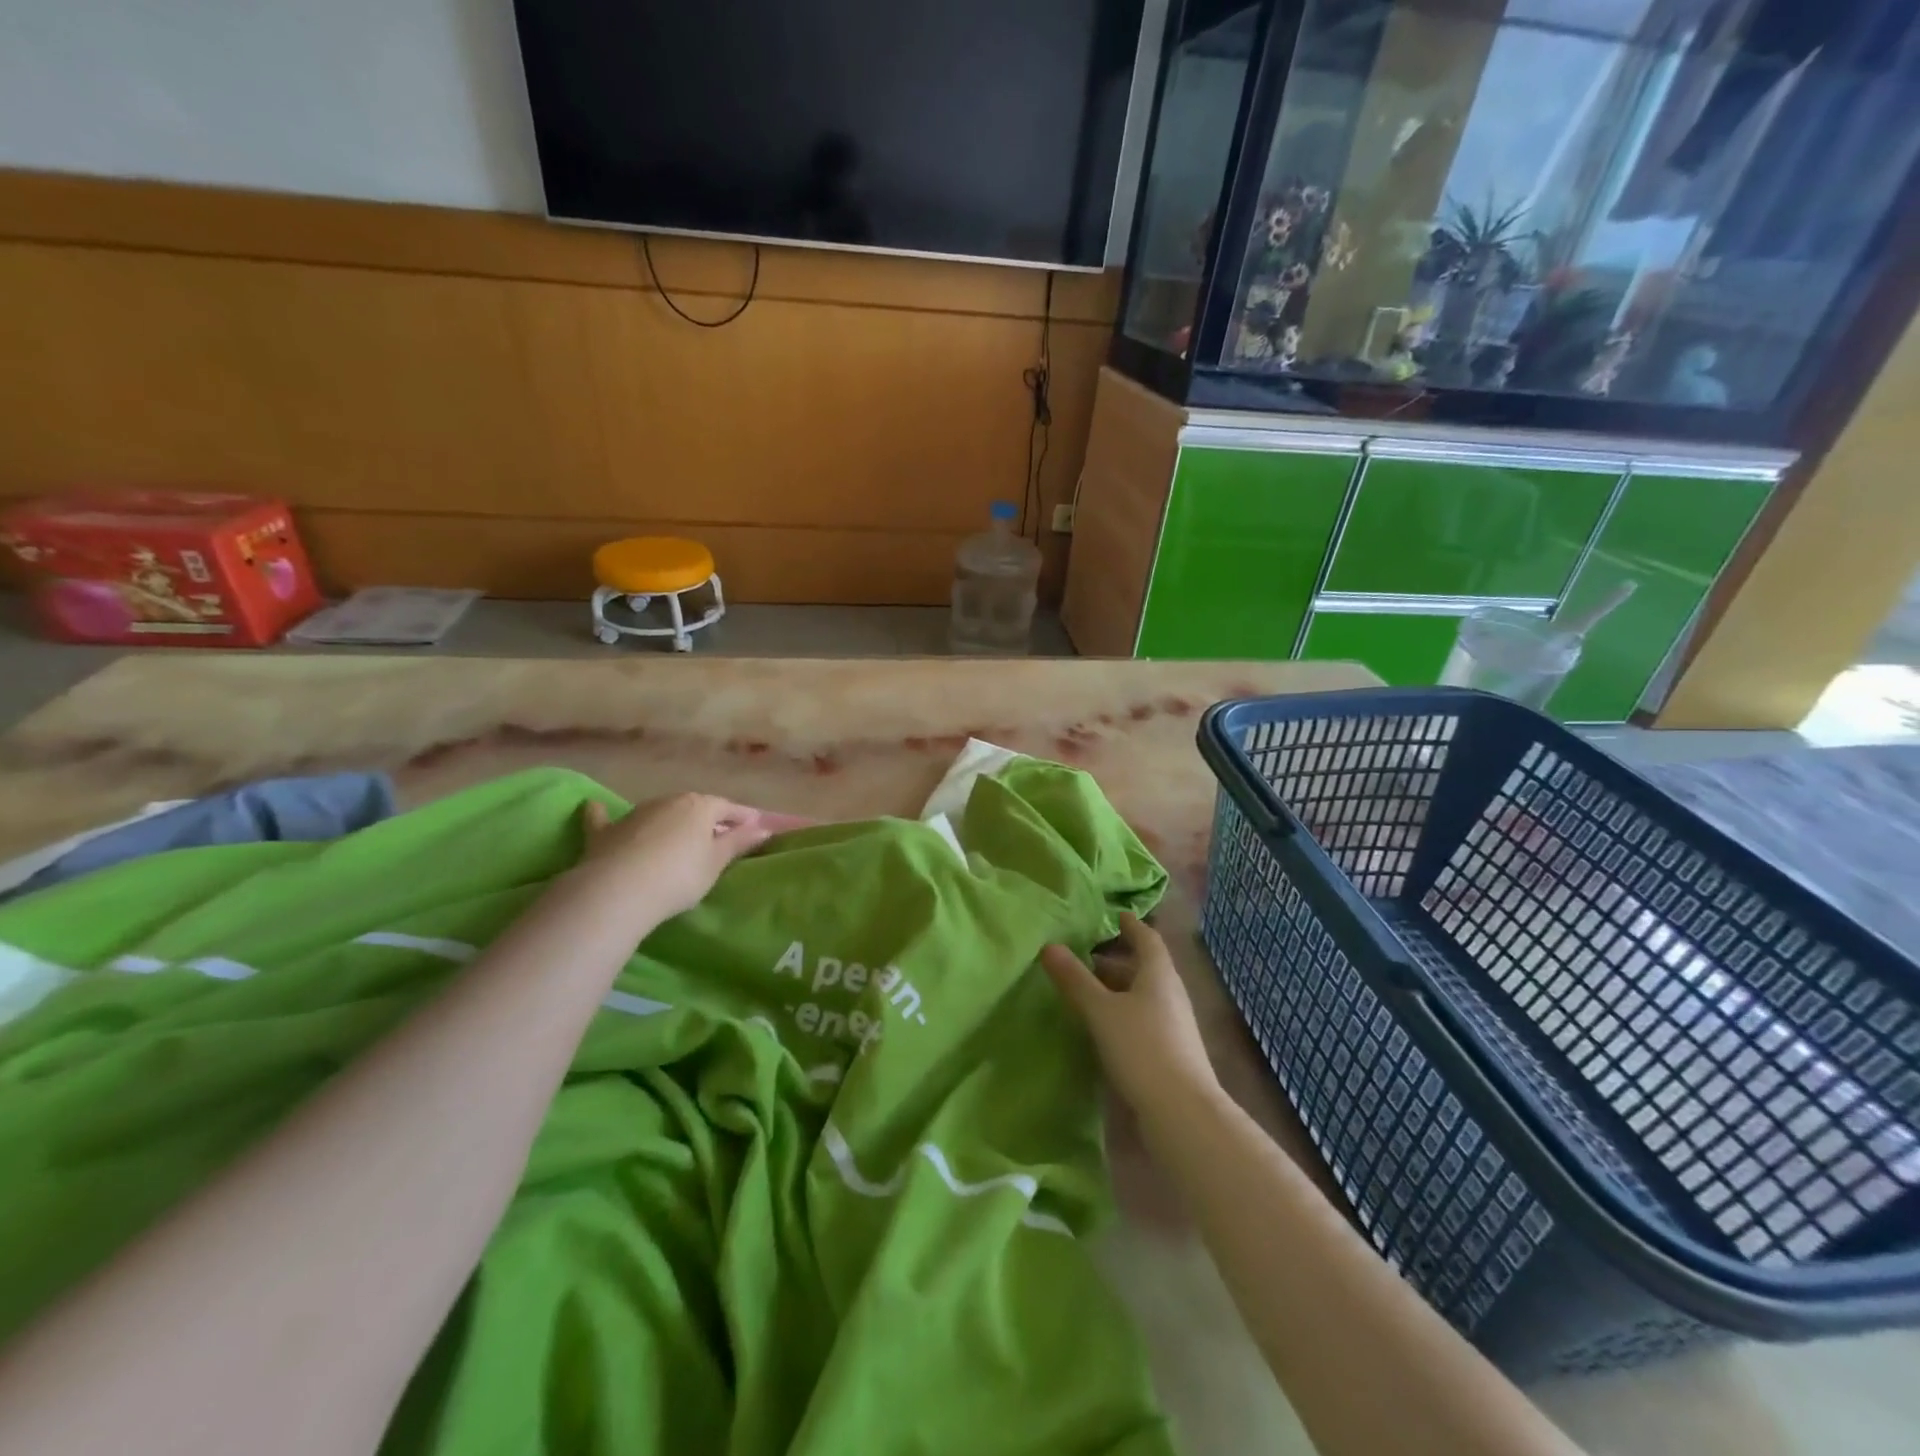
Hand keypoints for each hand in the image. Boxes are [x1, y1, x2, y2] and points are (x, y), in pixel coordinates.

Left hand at [578, 793, 783, 921]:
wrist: (619, 891)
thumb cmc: (679, 876)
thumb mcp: (716, 863)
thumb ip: (738, 842)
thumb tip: (763, 827)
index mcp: (700, 806)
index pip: (727, 808)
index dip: (742, 818)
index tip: (754, 827)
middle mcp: (668, 801)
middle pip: (694, 808)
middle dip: (706, 820)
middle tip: (717, 837)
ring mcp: (634, 814)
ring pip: (659, 812)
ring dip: (670, 821)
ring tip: (677, 838)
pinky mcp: (605, 832)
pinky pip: (606, 819)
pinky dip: (604, 815)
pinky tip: (595, 806)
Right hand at [1041, 914, 1220, 1127]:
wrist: (1182, 1111)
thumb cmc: (1141, 1047)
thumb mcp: (1101, 1010)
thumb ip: (1075, 979)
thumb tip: (1049, 945)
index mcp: (1158, 974)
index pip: (1147, 938)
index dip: (1131, 926)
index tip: (1116, 914)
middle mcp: (1170, 993)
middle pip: (1144, 967)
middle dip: (1116, 960)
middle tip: (1085, 956)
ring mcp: (1173, 1024)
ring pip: (1143, 995)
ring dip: (1117, 988)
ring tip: (1086, 991)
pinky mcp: (1170, 1051)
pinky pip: (1143, 1018)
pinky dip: (1122, 1012)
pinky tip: (1102, 1026)